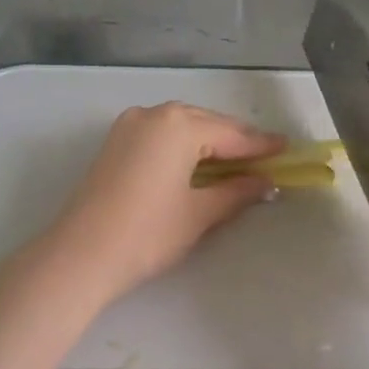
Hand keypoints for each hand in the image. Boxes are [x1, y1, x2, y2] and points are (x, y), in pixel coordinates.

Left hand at [47, 103, 283, 304]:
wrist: (81, 255)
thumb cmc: (148, 233)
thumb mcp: (200, 213)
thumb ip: (237, 192)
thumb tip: (265, 183)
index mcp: (178, 125)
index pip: (232, 134)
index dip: (262, 145)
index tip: (287, 148)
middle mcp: (153, 114)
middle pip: (206, 123)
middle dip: (236, 140)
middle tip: (265, 157)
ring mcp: (129, 126)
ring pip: (182, 127)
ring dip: (210, 142)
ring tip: (236, 162)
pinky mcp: (115, 143)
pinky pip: (161, 135)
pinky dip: (184, 146)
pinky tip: (198, 164)